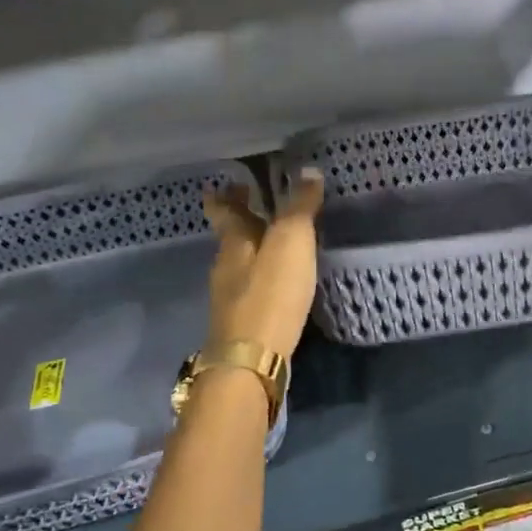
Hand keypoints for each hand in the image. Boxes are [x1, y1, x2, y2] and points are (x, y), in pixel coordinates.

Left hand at [201, 168, 325, 362]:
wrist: (251, 360)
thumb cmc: (270, 293)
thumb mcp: (291, 242)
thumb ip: (299, 207)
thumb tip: (307, 170)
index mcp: (234, 241)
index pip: (224, 209)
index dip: (225, 194)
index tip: (224, 182)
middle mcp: (226, 266)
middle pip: (231, 236)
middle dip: (241, 219)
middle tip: (254, 203)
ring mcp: (231, 297)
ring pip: (240, 262)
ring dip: (253, 248)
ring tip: (274, 241)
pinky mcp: (243, 323)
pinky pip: (250, 288)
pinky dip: (261, 277)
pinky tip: (277, 283)